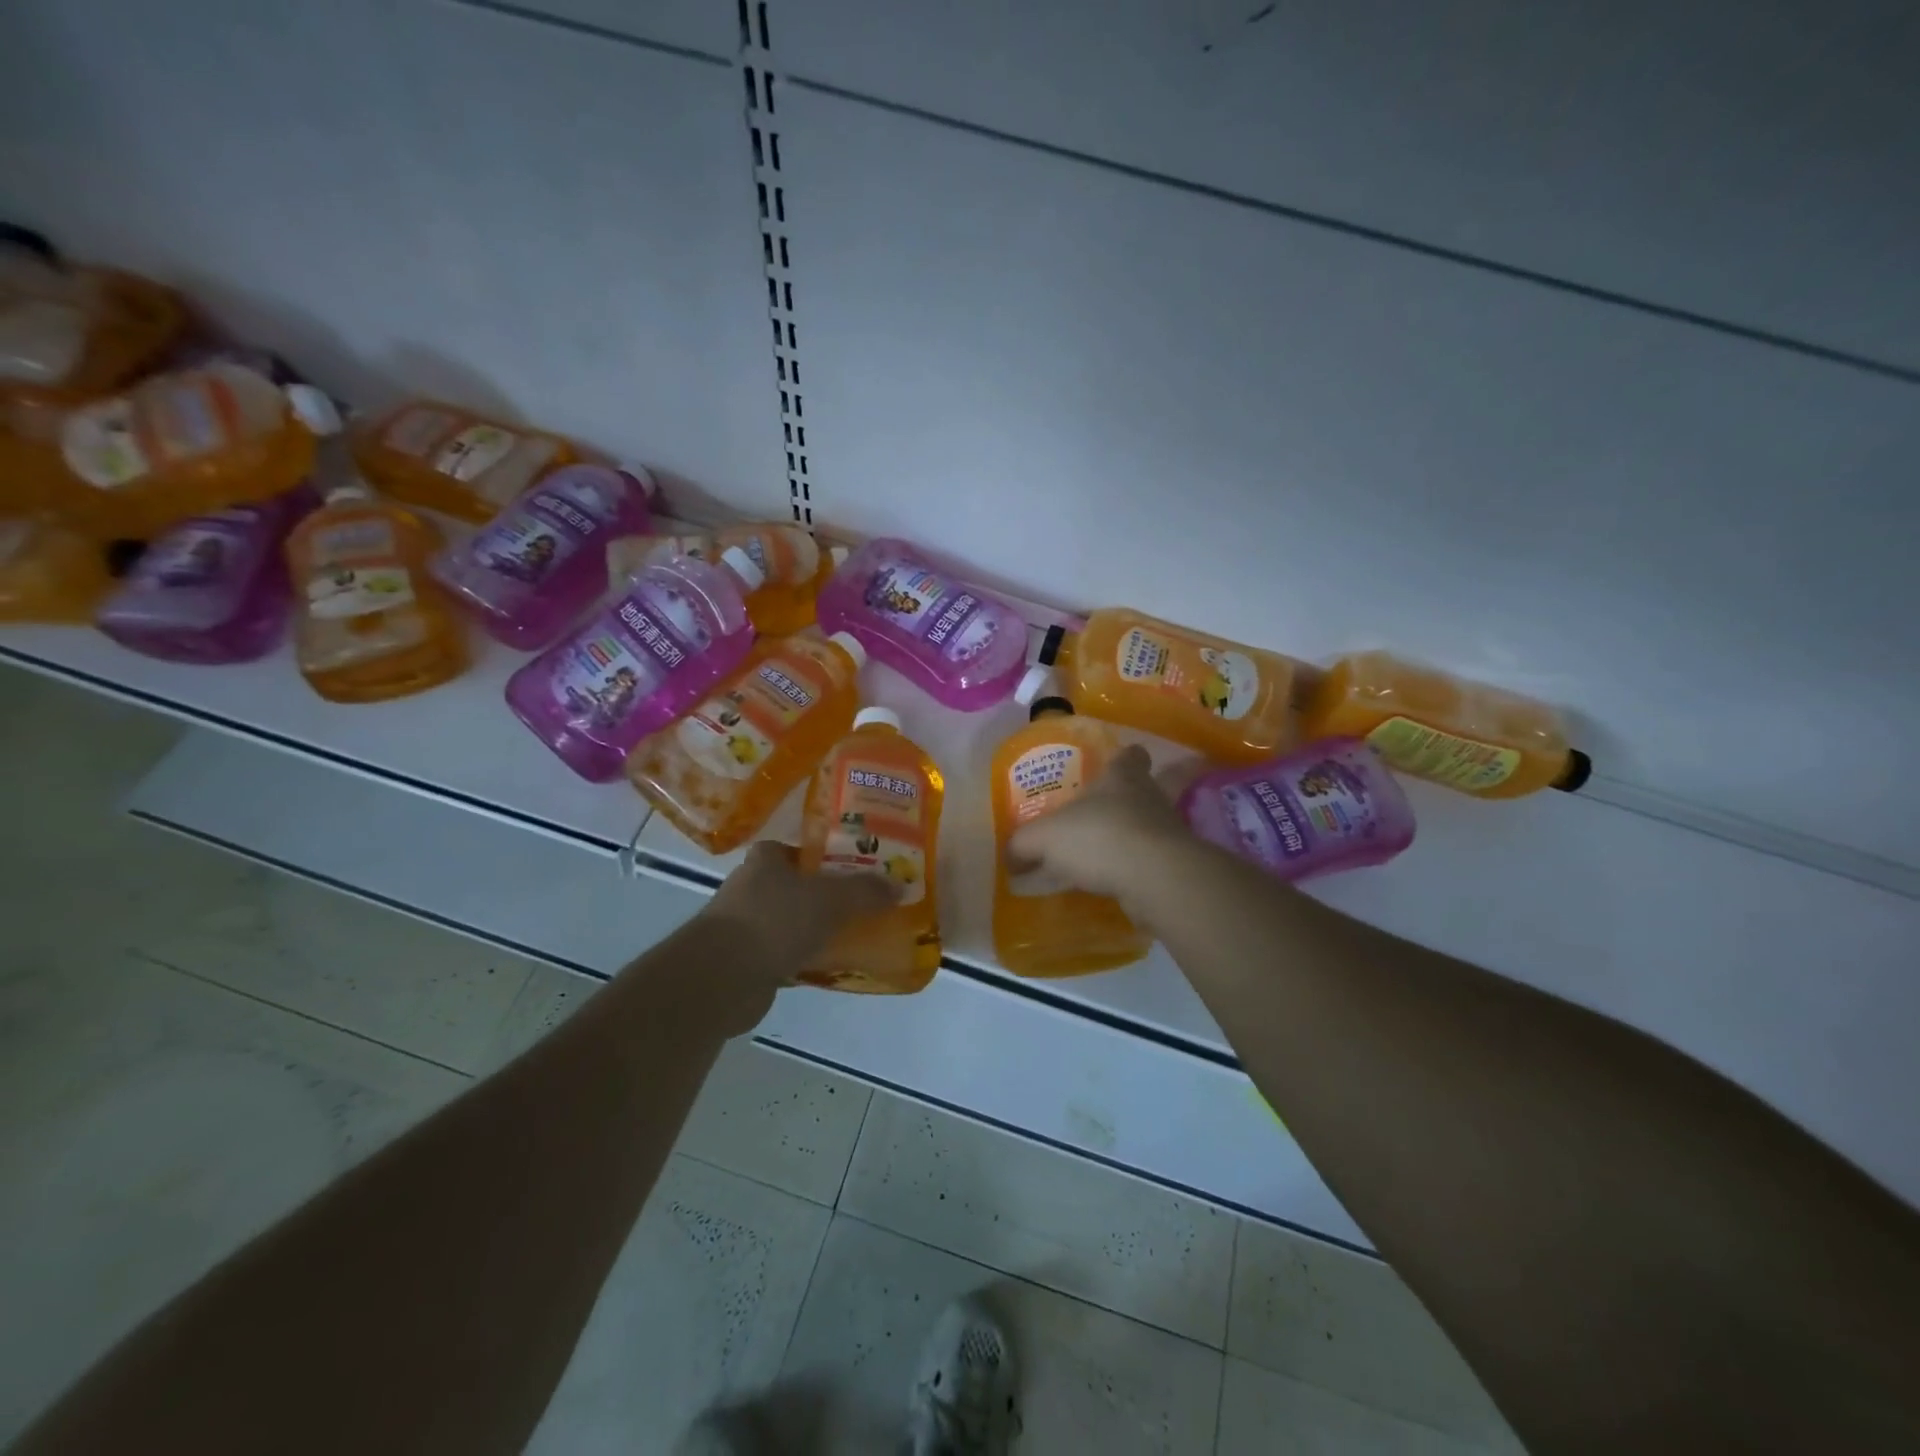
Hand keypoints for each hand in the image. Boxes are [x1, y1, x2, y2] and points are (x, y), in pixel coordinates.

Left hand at [704, 841, 895, 984]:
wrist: (723, 977)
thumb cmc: (775, 920)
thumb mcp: (830, 898)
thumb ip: (865, 891)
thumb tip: (899, 885)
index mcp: (765, 860)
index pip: (794, 849)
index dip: (821, 854)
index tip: (851, 865)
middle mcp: (750, 888)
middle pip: (795, 885)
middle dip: (824, 893)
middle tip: (862, 900)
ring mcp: (745, 926)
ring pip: (791, 921)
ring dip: (815, 928)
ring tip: (855, 933)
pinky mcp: (746, 962)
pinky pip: (786, 954)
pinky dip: (806, 958)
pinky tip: (833, 965)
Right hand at [1006, 745, 1197, 919]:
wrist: (1155, 878)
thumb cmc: (1099, 837)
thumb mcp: (1045, 837)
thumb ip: (1024, 844)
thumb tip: (1010, 857)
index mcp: (1122, 777)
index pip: (1131, 755)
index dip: (1124, 758)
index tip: (1116, 765)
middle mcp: (1150, 798)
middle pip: (1145, 789)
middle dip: (1127, 800)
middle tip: (1101, 816)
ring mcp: (1166, 832)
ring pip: (1147, 828)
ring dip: (1129, 839)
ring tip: (1101, 857)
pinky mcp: (1173, 866)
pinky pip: (1147, 863)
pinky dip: (1132, 871)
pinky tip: (1110, 886)